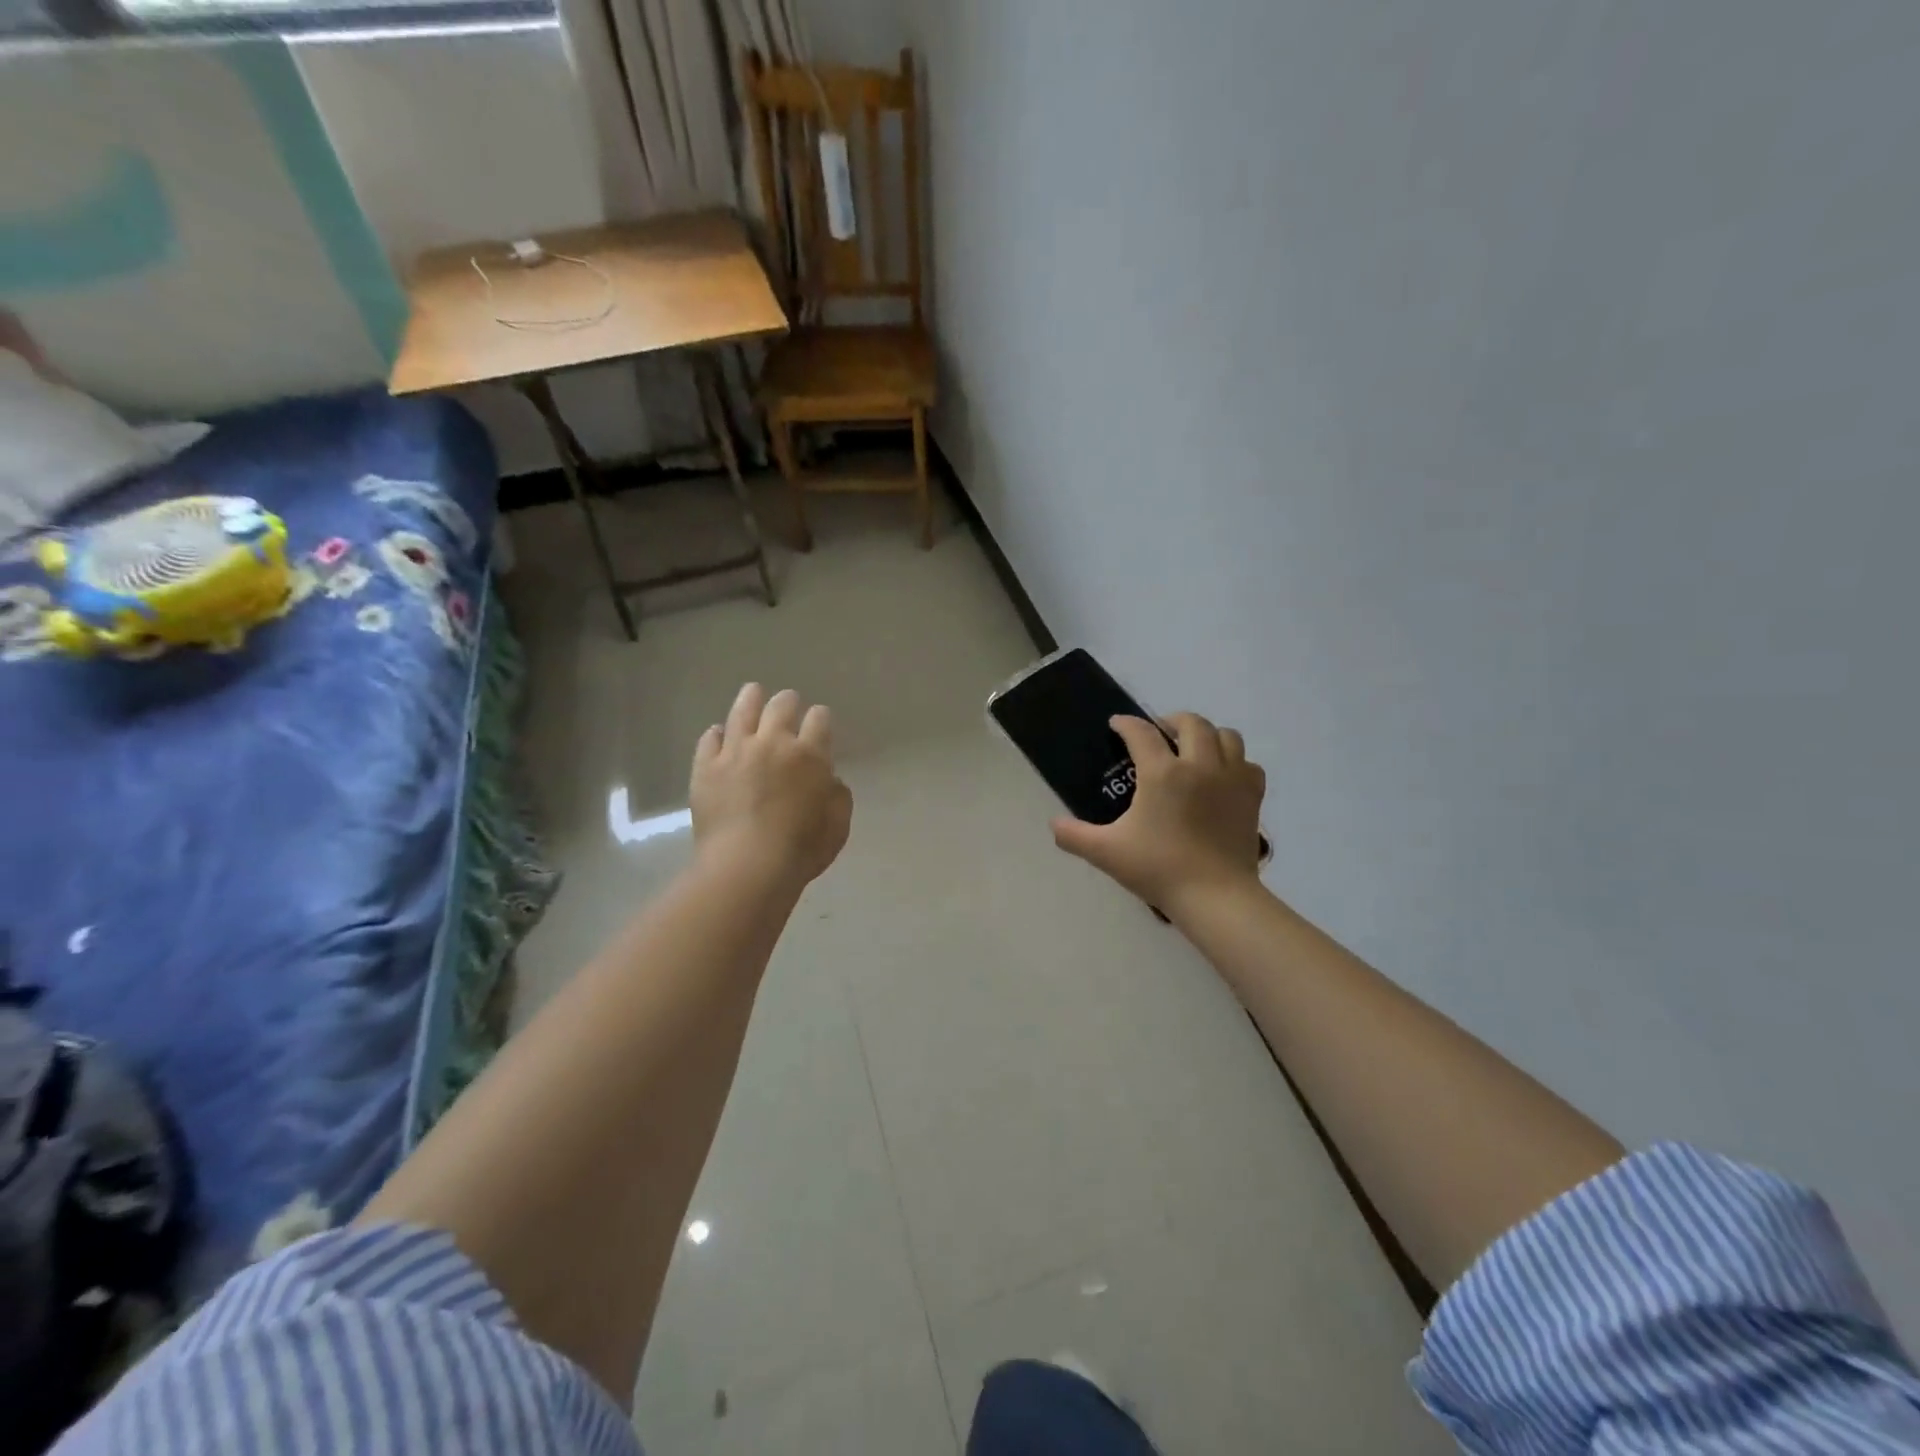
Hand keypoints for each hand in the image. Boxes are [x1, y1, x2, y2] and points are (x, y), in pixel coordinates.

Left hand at [691, 684, 852, 888]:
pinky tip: (719, 733)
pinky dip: (716, 733)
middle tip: (788, 703)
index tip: (820, 722)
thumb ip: (838, 796)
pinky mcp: (706, 767)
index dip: (820, 718)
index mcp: (809, 755)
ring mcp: (735, 752)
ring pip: (742, 711)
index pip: (819, 720)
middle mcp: (772, 743)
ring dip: (751, 698)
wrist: (746, 866)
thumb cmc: (800, 849)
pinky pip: (709, 739)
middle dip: (788, 702)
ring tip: (753, 692)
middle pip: (781, 706)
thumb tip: (829, 780)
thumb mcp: (838, 825)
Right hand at [1051, 713, 1265, 913]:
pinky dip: (1235, 762)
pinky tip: (1223, 776)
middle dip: (1171, 720)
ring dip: (1208, 735)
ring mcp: (1231, 779)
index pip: (1141, 733)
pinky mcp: (1252, 796)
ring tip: (1193, 748)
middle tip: (1159, 732)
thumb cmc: (1158, 869)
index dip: (1126, 724)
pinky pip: (1248, 764)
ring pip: (1227, 736)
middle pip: (1191, 723)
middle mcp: (1199, 765)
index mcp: (1162, 773)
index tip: (1117, 724)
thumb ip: (1075, 835)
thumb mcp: (1107, 852)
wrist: (1215, 896)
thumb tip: (1054, 825)